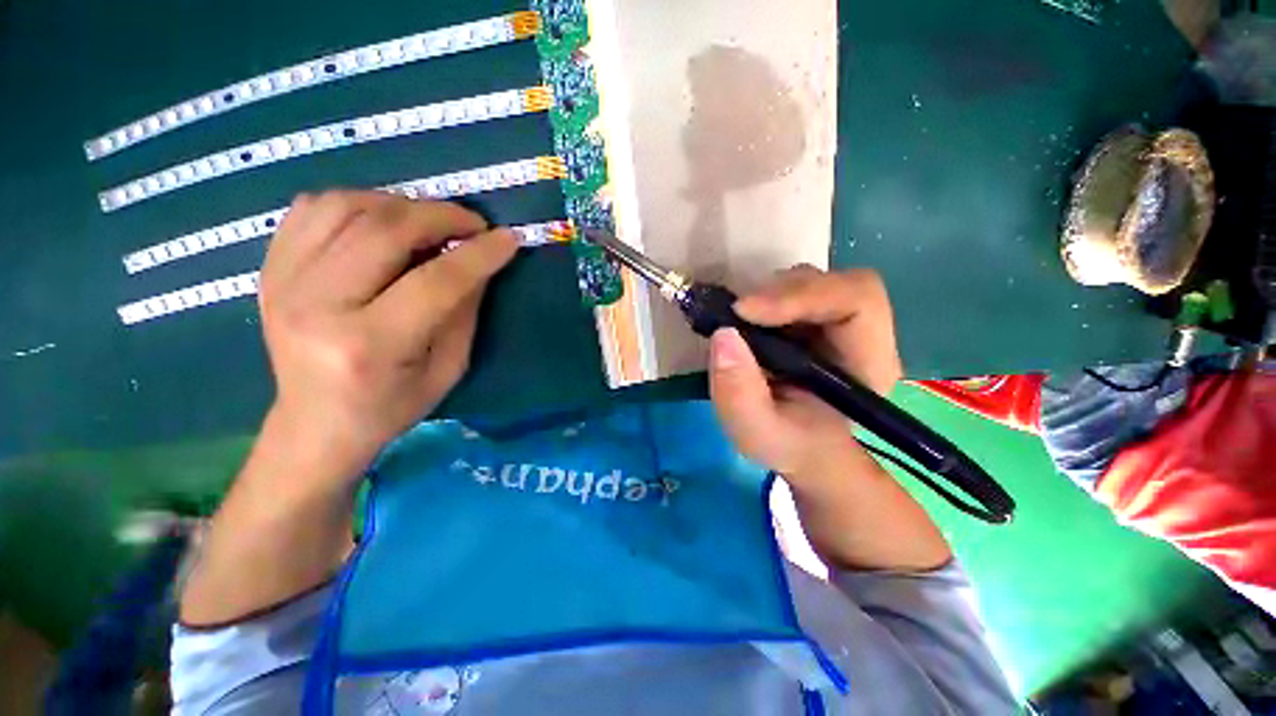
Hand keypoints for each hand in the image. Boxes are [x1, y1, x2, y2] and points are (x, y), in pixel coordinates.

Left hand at [259, 190, 516, 477]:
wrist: (315, 423)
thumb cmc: (392, 405)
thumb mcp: (448, 369)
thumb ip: (464, 312)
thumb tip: (479, 262)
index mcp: (369, 345)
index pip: (435, 282)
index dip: (478, 255)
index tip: (508, 238)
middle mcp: (318, 306)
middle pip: (385, 232)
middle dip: (441, 217)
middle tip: (472, 224)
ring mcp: (283, 282)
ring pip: (346, 207)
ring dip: (401, 205)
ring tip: (429, 222)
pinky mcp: (270, 269)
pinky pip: (312, 208)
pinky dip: (357, 203)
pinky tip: (382, 221)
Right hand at [709, 266, 902, 481]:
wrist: (800, 446)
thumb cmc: (789, 444)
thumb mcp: (757, 433)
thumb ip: (740, 394)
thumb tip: (724, 334)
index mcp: (868, 364)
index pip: (857, 301)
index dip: (801, 295)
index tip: (745, 311)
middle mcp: (862, 334)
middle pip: (833, 283)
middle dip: (780, 292)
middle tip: (737, 313)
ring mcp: (837, 322)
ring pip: (809, 282)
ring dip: (768, 294)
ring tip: (739, 322)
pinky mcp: (812, 319)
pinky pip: (789, 291)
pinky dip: (761, 299)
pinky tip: (744, 321)